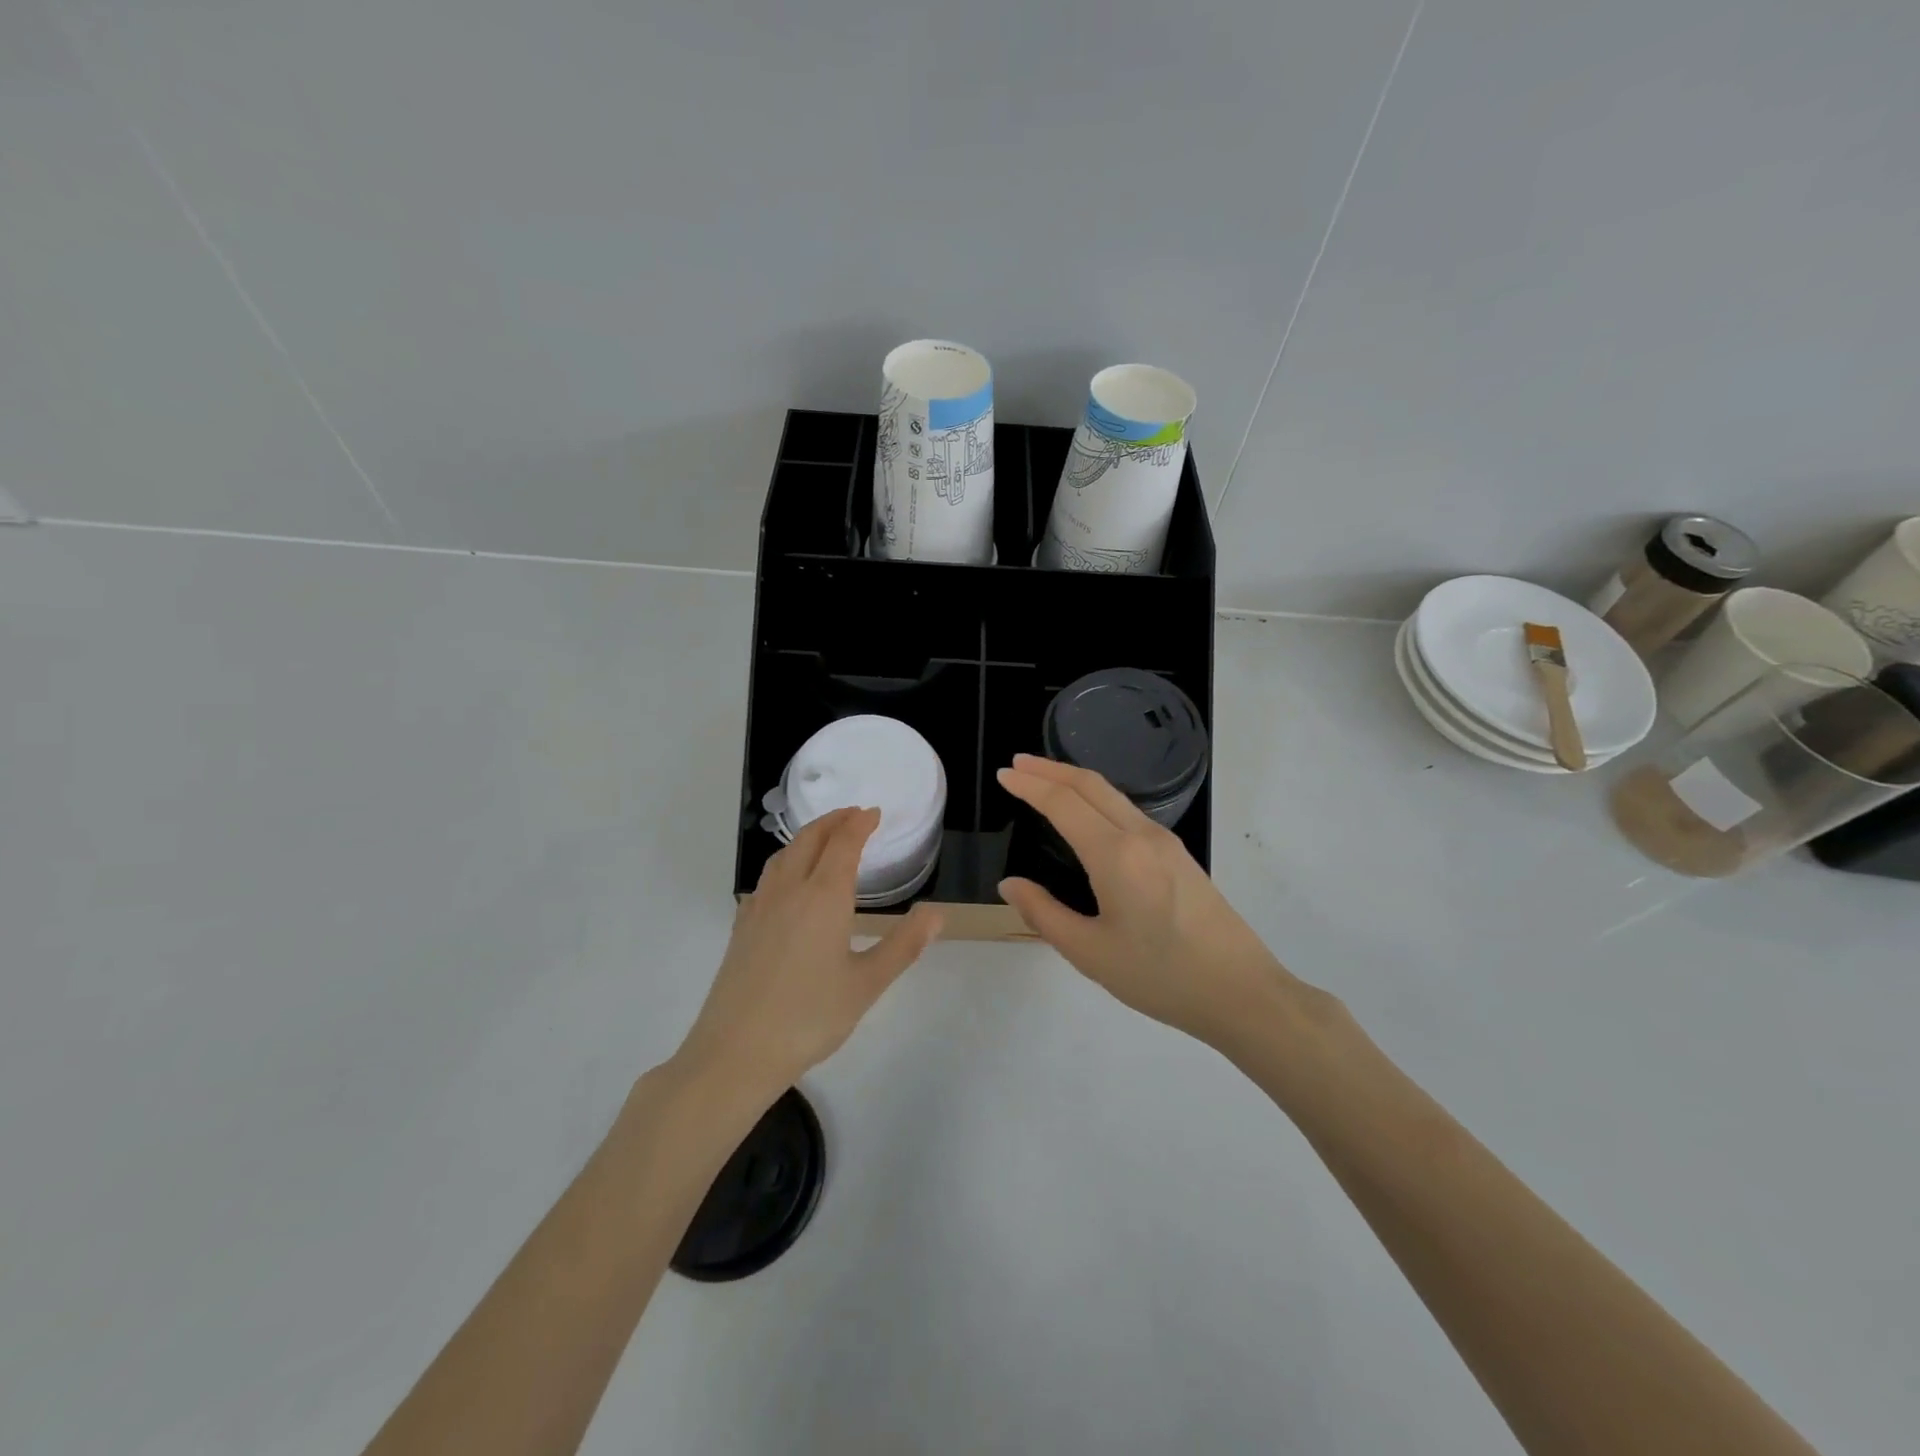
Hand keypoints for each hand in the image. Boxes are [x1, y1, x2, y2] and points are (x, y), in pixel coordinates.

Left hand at [677, 807, 941, 1102]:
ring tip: (824, 839)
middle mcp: (789, 891)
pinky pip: (767, 878)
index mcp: (823, 897)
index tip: (874, 812)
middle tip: (853, 815)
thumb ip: (903, 945)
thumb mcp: (867, 984)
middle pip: (809, 839)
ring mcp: (759, 907)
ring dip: (807, 837)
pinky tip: (788, 883)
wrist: (736, 1052)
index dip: (859, 823)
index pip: (843, 844)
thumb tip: (937, 913)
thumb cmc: (809, 1017)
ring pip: (783, 855)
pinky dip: (785, 862)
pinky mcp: (742, 927)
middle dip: (833, 821)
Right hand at [996, 755, 1293, 1048]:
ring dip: (1075, 781)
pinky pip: (1128, 811)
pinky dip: (1097, 799)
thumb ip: (1043, 914)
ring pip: (1112, 795)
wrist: (1241, 992)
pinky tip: (1087, 814)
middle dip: (1050, 769)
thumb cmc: (1160, 976)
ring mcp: (1165, 842)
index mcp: (1115, 855)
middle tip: (1017, 763)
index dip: (1029, 785)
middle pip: (1090, 785)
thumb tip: (1010, 884)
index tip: (1003, 774)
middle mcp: (1141, 835)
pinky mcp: (1179, 855)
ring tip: (1045, 781)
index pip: (1063, 803)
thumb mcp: (1090, 952)